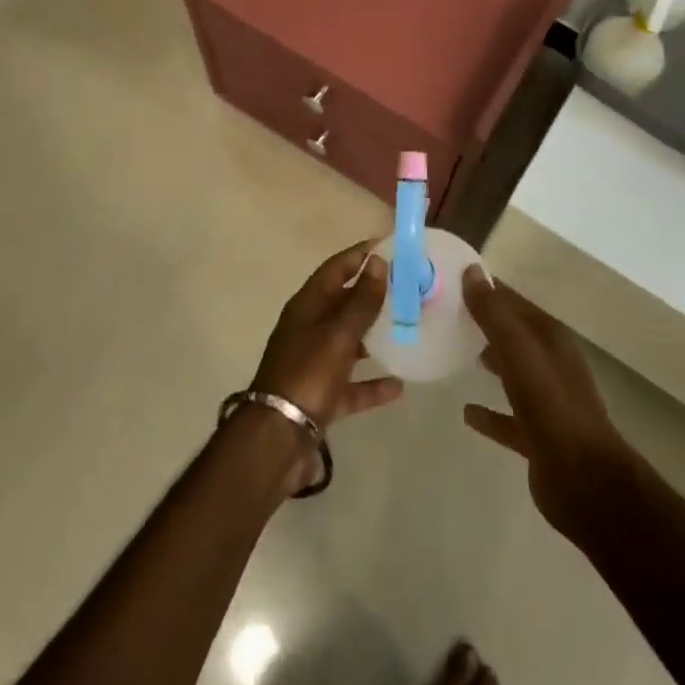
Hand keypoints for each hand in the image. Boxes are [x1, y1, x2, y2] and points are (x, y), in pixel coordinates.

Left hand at [249, 241, 403, 489]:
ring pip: (348, 342)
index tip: (388, 245)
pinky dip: (371, 384)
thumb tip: (378, 262)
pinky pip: (351, 385)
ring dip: (373, 336)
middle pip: (343, 303)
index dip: (360, 255)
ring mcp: (313, 364)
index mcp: (307, 306)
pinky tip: (399, 385)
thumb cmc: (308, 374)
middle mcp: (308, 329)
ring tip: (405, 329)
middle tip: (406, 288)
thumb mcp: (338, 333)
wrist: (277, 439)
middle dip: (372, 295)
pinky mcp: (320, 397)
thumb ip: (361, 301)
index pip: (336, 268)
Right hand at [461, 265, 634, 539]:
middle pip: (514, 335)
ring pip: (513, 372)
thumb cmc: (551, 405)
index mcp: (550, 338)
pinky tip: (467, 413)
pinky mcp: (539, 437)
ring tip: (457, 352)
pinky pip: (508, 418)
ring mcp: (547, 402)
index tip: (453, 281)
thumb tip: (472, 272)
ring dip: (490, 361)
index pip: (514, 302)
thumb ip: (493, 313)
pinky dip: (489, 413)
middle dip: (486, 323)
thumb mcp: (518, 351)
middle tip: (448, 314)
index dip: (487, 289)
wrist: (585, 480)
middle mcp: (551, 363)